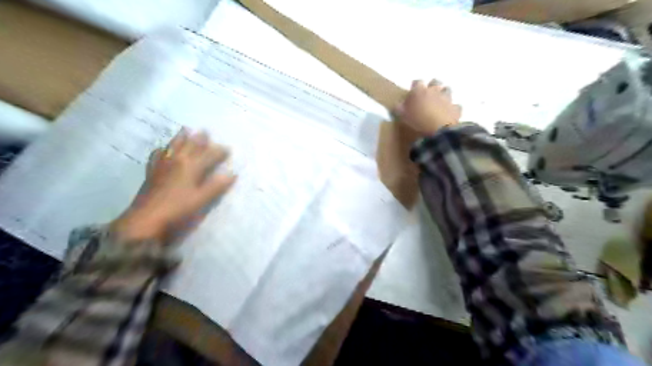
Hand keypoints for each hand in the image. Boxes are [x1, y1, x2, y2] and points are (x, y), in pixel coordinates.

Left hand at [111, 127, 237, 243]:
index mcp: (191, 167)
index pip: (209, 155)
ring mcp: (163, 165)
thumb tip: (232, 174)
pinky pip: (157, 155)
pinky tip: (162, 149)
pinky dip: (162, 150)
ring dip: (181, 138)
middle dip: (200, 139)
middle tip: (206, 131)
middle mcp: (177, 161)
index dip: (219, 151)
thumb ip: (217, 186)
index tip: (228, 149)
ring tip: (185, 130)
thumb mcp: (202, 199)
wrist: (146, 218)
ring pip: (173, 146)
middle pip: (190, 146)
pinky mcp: (152, 172)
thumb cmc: (178, 208)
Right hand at [392, 79, 462, 135]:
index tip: (412, 93)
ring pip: (447, 90)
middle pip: (435, 81)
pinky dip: (452, 108)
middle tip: (427, 95)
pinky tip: (449, 114)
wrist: (438, 131)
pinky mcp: (456, 108)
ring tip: (439, 103)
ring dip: (443, 94)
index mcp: (419, 91)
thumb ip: (399, 109)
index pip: (417, 82)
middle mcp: (434, 90)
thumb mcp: (402, 116)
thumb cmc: (417, 122)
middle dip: (432, 86)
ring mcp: (447, 98)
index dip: (415, 87)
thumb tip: (398, 105)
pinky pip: (455, 106)